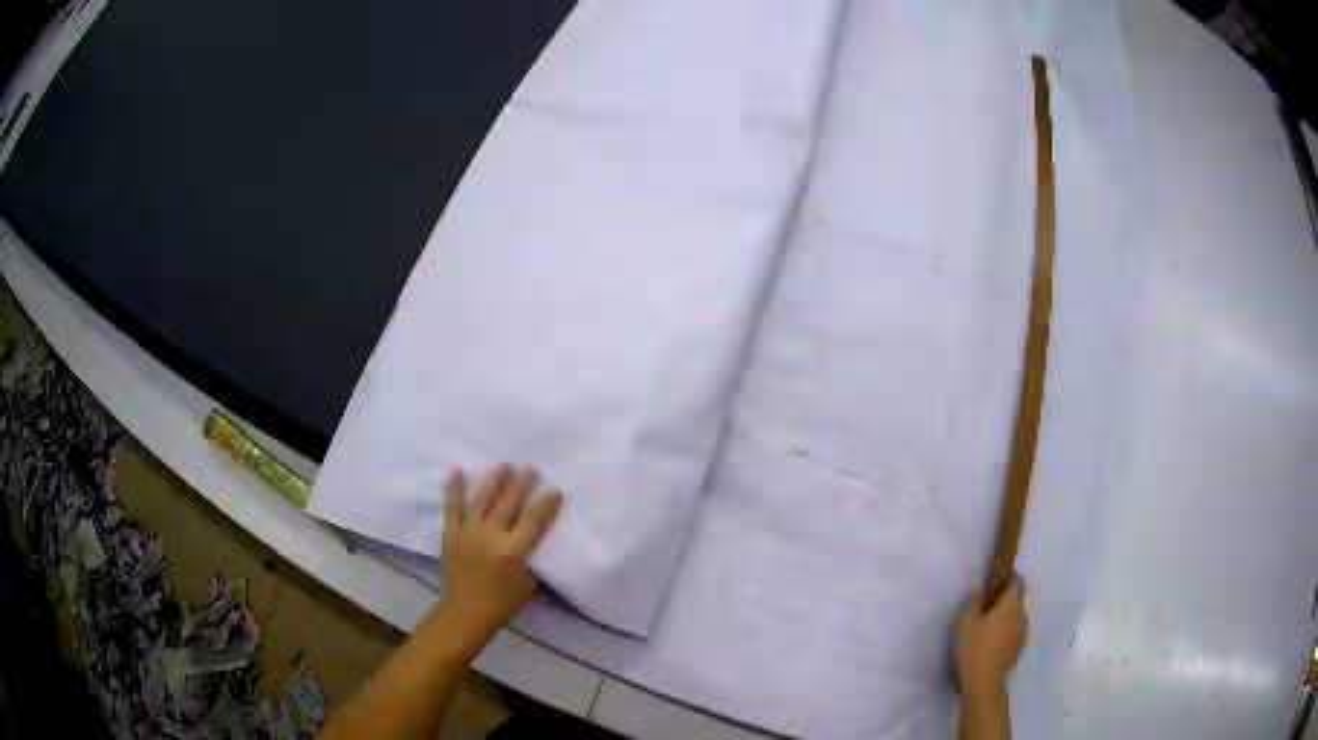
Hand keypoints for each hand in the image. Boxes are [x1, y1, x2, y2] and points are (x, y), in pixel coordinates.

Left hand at [429, 464, 561, 659]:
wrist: (465, 612)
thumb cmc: (502, 604)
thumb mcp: (529, 587)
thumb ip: (536, 563)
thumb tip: (545, 546)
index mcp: (514, 551)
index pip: (534, 521)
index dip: (546, 504)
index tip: (555, 491)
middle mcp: (492, 536)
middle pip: (509, 503)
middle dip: (522, 483)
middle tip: (531, 468)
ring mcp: (469, 533)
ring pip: (483, 499)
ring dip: (494, 480)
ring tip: (504, 465)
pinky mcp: (451, 533)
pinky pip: (452, 507)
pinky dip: (454, 488)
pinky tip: (457, 470)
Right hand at [956, 573, 1027, 699]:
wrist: (984, 681)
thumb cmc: (974, 647)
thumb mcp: (966, 622)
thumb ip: (974, 604)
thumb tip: (980, 594)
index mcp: (1011, 604)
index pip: (1018, 582)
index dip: (1010, 578)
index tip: (997, 581)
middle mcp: (1022, 615)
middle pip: (1017, 600)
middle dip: (1005, 601)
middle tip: (986, 608)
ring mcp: (1023, 633)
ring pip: (1016, 618)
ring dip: (1006, 618)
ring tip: (987, 629)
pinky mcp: (1019, 648)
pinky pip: (1014, 633)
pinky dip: (1006, 633)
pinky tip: (991, 644)